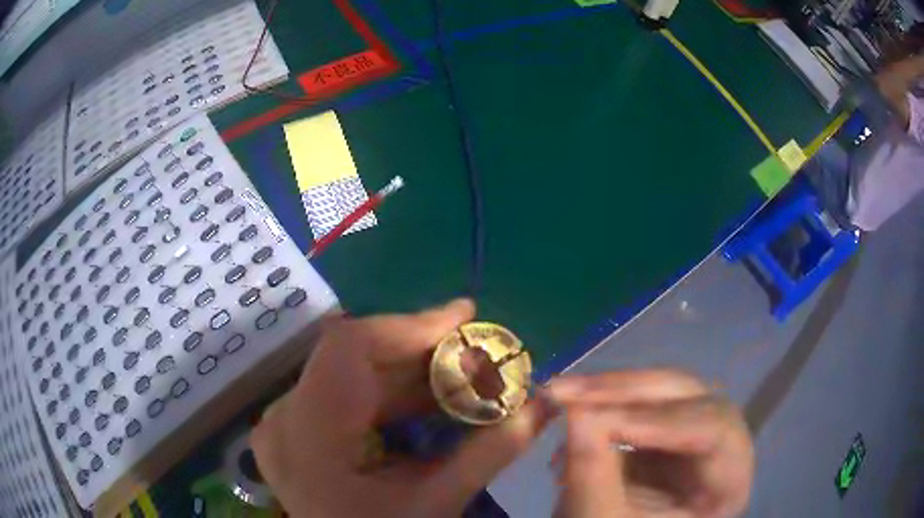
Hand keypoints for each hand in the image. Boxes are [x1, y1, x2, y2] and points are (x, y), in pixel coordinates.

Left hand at [250, 299, 550, 517]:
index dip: (409, 325)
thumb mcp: (434, 503)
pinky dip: (391, 393)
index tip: (466, 317)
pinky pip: (346, 392)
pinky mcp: (297, 427)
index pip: (349, 347)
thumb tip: (545, 404)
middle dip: (421, 352)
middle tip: (476, 352)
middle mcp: (286, 416)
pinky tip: (428, 401)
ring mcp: (287, 420)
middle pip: (353, 357)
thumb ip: (490, 453)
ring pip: (352, 372)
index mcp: (306, 434)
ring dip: (410, 373)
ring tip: (463, 377)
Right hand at [549, 370, 753, 517]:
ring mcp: (696, 435)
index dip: (662, 422)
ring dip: (608, 393)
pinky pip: (640, 404)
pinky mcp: (667, 432)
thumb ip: (593, 473)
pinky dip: (603, 405)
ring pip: (663, 392)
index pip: (716, 433)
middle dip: (625, 393)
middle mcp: (723, 448)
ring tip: (559, 396)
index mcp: (729, 482)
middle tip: (566, 391)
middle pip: (690, 398)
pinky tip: (571, 412)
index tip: (598, 419)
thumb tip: (574, 409)